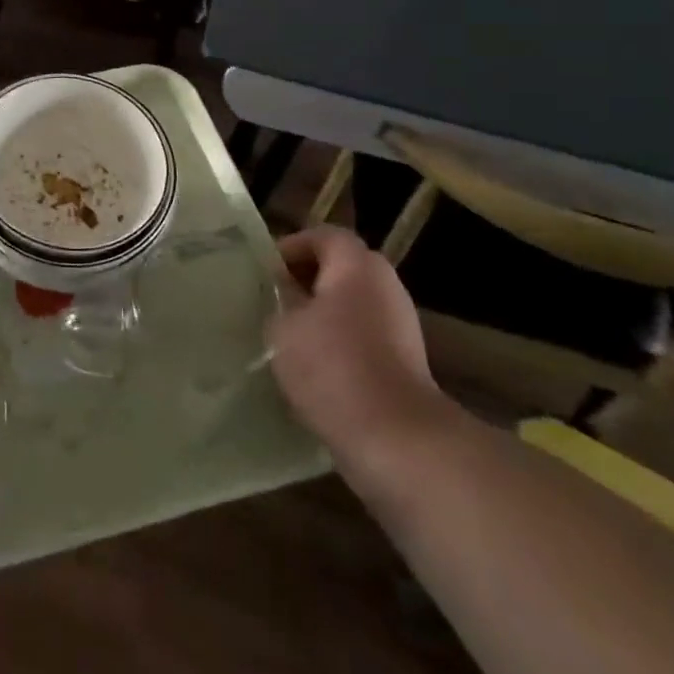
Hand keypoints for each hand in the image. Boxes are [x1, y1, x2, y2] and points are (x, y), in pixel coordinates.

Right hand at [269, 226, 449, 471]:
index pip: (323, 235)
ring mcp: (401, 323)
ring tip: (291, 334)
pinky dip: (341, 339)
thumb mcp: (284, 326)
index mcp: (357, 265)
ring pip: (354, 301)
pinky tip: (316, 365)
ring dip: (324, 311)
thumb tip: (284, 290)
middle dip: (307, 279)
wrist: (396, 438)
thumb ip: (281, 298)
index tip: (266, 272)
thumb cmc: (331, 367)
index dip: (291, 247)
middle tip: (276, 299)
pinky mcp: (407, 359)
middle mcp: (385, 284)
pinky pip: (366, 333)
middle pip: (342, 266)